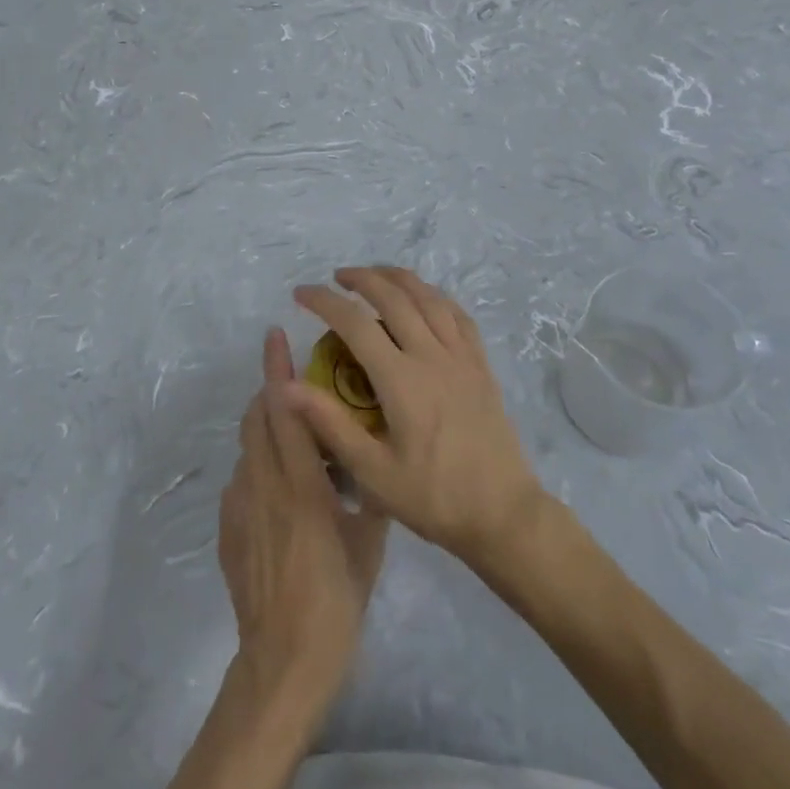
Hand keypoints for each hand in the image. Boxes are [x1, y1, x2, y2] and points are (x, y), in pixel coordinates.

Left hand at [219, 328, 388, 696]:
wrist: (284, 663)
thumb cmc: (336, 600)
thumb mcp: (368, 543)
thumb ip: (367, 494)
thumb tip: (372, 462)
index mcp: (301, 485)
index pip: (285, 411)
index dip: (277, 370)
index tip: (276, 336)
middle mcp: (263, 486)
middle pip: (256, 418)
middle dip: (269, 387)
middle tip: (293, 377)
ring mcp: (240, 508)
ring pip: (247, 446)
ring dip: (265, 425)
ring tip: (294, 432)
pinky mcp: (228, 529)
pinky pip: (242, 479)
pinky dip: (259, 464)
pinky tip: (281, 488)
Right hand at [288, 267, 546, 569]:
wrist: (503, 513)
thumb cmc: (434, 498)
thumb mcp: (373, 473)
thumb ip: (330, 425)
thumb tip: (286, 387)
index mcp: (402, 380)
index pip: (355, 323)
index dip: (324, 301)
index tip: (301, 293)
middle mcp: (432, 356)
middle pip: (394, 297)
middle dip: (362, 278)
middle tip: (337, 277)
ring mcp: (461, 356)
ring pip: (429, 297)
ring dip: (399, 278)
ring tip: (376, 275)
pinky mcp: (481, 364)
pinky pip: (458, 314)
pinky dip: (435, 296)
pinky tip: (425, 298)